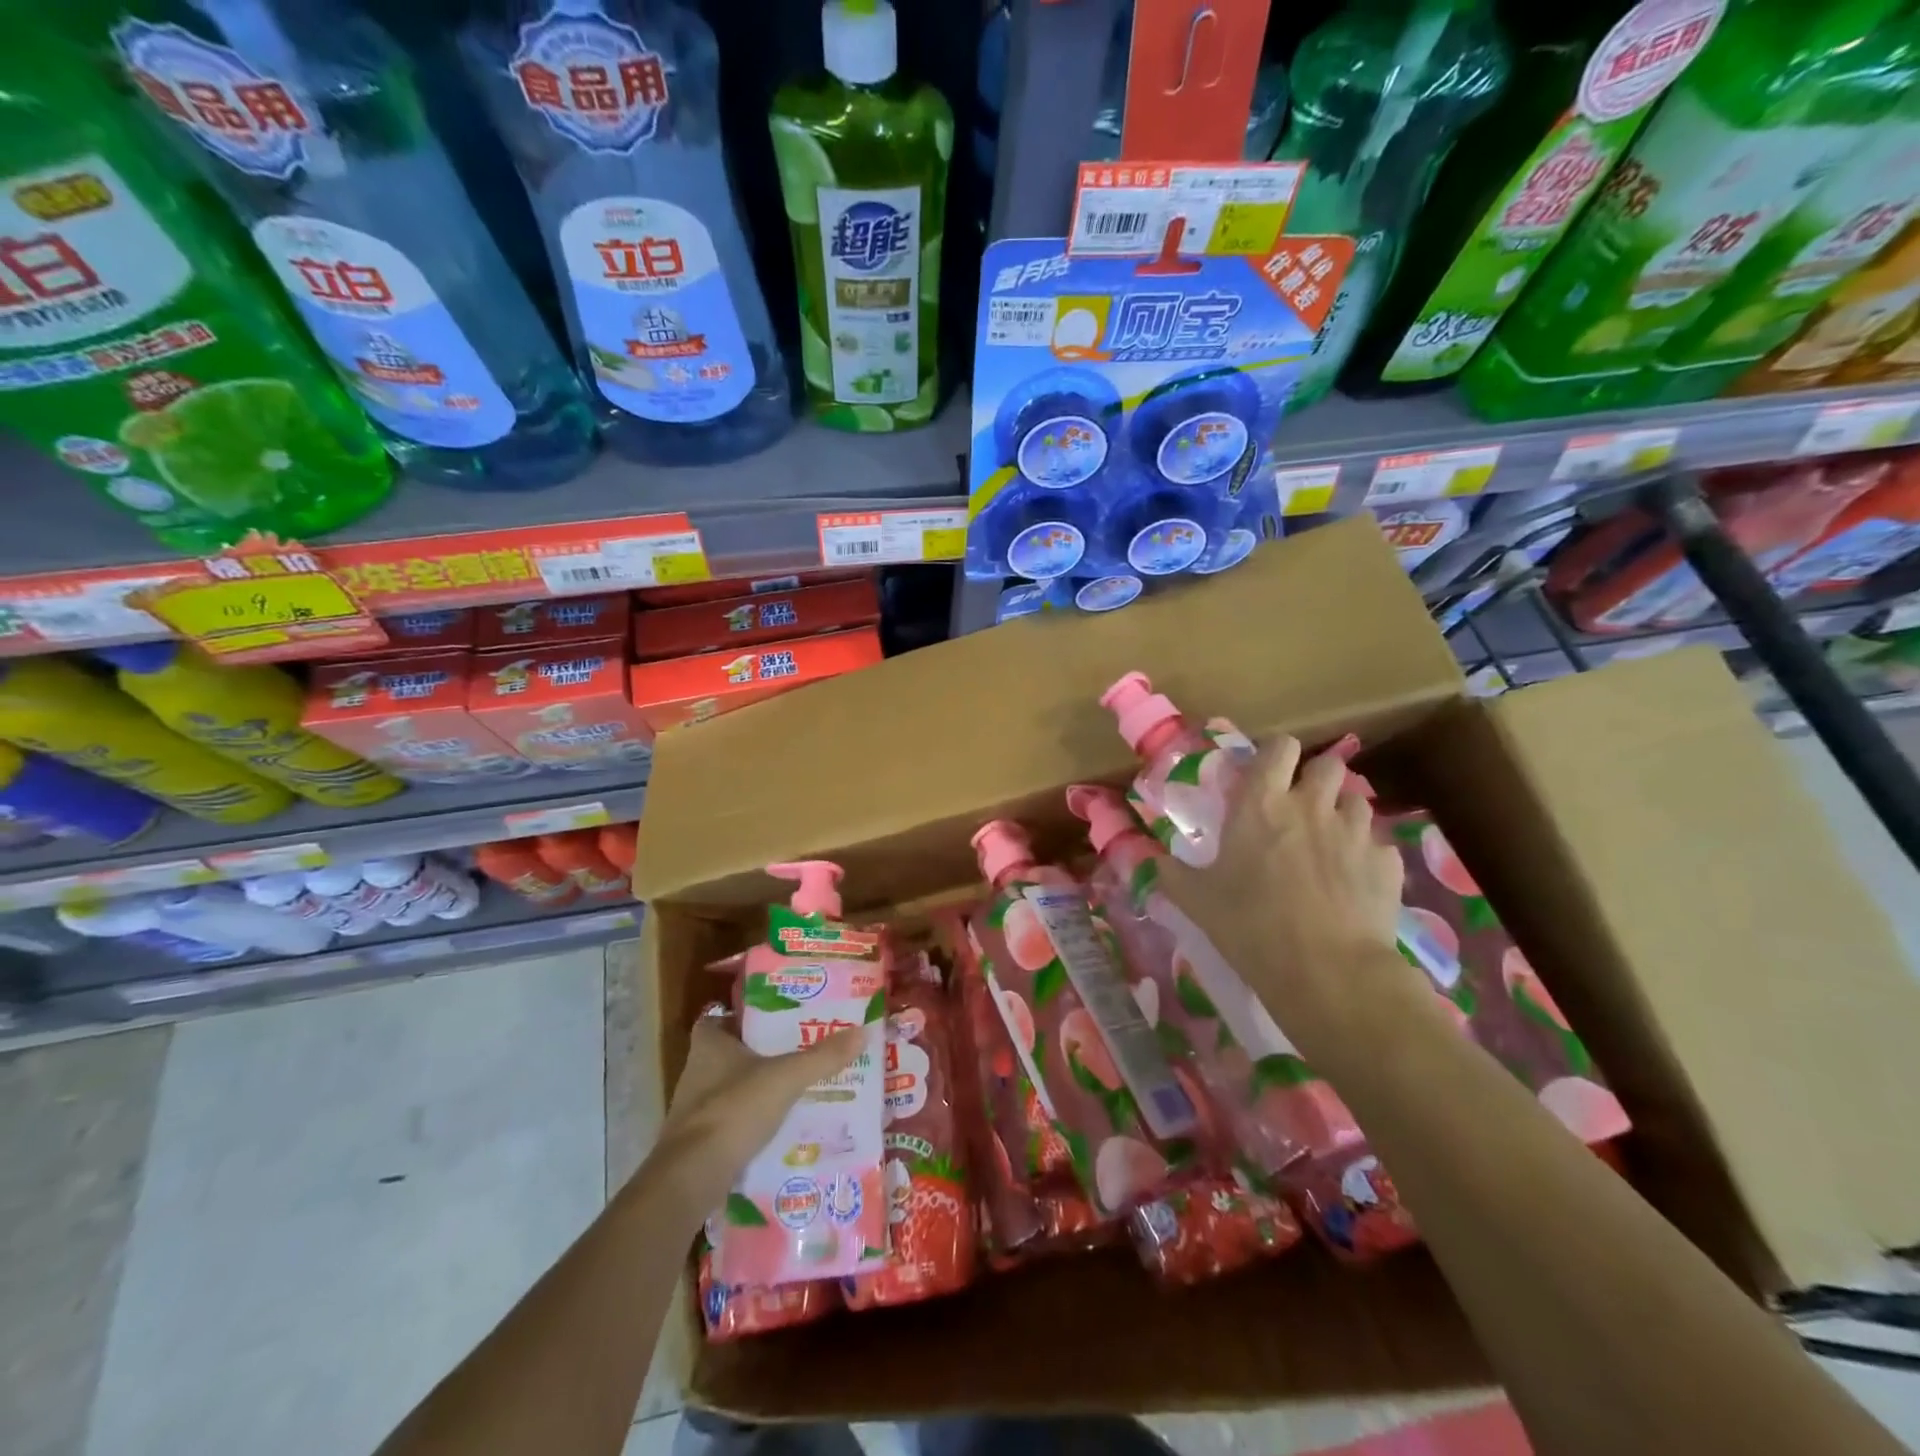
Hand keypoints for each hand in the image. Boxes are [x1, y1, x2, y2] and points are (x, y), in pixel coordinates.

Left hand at [647, 1017, 865, 1216]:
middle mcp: (696, 1071)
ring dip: (756, 1091)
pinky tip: (779, 1129)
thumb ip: (823, 1057)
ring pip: (730, 1090)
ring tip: (795, 1090)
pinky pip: (730, 1123)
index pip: (720, 1019)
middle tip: (797, 1052)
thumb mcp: (786, 1078)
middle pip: (729, 1054)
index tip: (773, 1020)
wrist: (690, 1179)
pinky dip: (750, 1124)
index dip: (743, 1017)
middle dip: (759, 1055)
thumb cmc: (734, 1111)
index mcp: (709, 1044)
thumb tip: (863, 1031)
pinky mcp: (698, 1143)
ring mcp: (694, 1110)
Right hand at [1163, 735, 1409, 1047]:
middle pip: (1328, 765)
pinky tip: (1353, 882)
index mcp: (1262, 804)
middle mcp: (1312, 806)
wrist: (1327, 971)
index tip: (1267, 773)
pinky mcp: (1388, 864)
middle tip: (1300, 807)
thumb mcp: (1196, 900)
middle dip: (1316, 778)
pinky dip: (1365, 855)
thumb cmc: (1250, 925)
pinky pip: (1377, 845)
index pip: (1279, 748)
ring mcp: (1356, 832)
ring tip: (1329, 842)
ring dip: (1342, 813)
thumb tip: (1152, 861)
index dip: (1276, 754)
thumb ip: (1172, 873)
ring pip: (1357, 801)